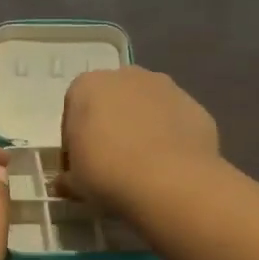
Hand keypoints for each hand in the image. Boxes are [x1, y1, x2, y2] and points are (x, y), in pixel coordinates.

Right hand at [60, 66, 220, 213]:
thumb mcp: (75, 182)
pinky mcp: (195, 106)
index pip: (73, 111)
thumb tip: (63, 183)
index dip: (74, 140)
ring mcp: (165, 87)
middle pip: (112, 102)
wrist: (170, 181)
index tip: (80, 165)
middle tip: (110, 164)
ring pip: (145, 108)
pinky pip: (174, 122)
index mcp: (87, 86)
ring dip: (141, 129)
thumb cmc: (107, 173)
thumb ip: (67, 177)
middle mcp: (125, 76)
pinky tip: (168, 167)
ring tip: (142, 167)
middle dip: (109, 127)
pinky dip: (169, 138)